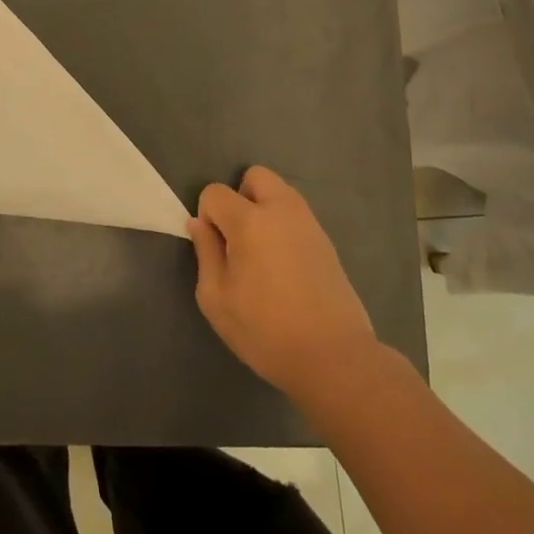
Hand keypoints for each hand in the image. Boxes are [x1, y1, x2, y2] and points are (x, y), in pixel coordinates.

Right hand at [189, 166, 378, 399]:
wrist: (333, 357)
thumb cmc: (265, 330)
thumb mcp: (217, 299)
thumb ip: (205, 253)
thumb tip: (199, 224)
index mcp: (249, 221)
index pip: (215, 192)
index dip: (207, 216)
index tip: (215, 248)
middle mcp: (281, 210)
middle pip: (255, 176)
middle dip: (239, 198)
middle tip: (238, 238)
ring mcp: (309, 223)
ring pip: (280, 193)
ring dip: (264, 210)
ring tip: (261, 254)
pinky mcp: (326, 241)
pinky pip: (296, 216)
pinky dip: (284, 227)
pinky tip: (284, 267)